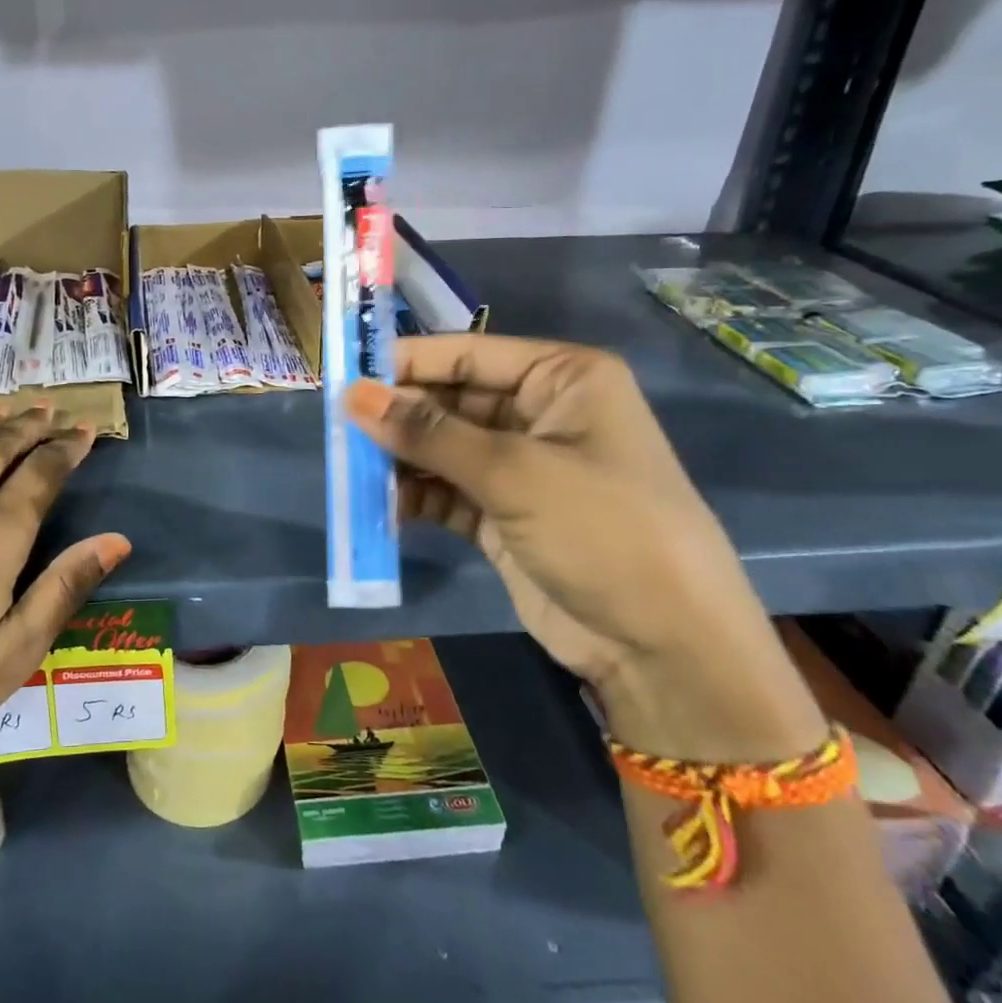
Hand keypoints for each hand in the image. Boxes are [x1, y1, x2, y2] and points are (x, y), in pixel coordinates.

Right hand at [345, 336, 823, 761]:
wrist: (664, 648)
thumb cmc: (602, 530)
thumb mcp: (513, 472)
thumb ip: (427, 432)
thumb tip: (352, 395)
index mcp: (562, 378)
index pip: (467, 354)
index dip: (405, 362)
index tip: (343, 374)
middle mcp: (540, 413)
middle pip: (450, 400)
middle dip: (397, 416)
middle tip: (338, 430)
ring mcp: (521, 466)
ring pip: (441, 447)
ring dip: (399, 459)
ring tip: (350, 471)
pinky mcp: (503, 513)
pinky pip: (445, 490)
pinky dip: (414, 496)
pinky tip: (381, 507)